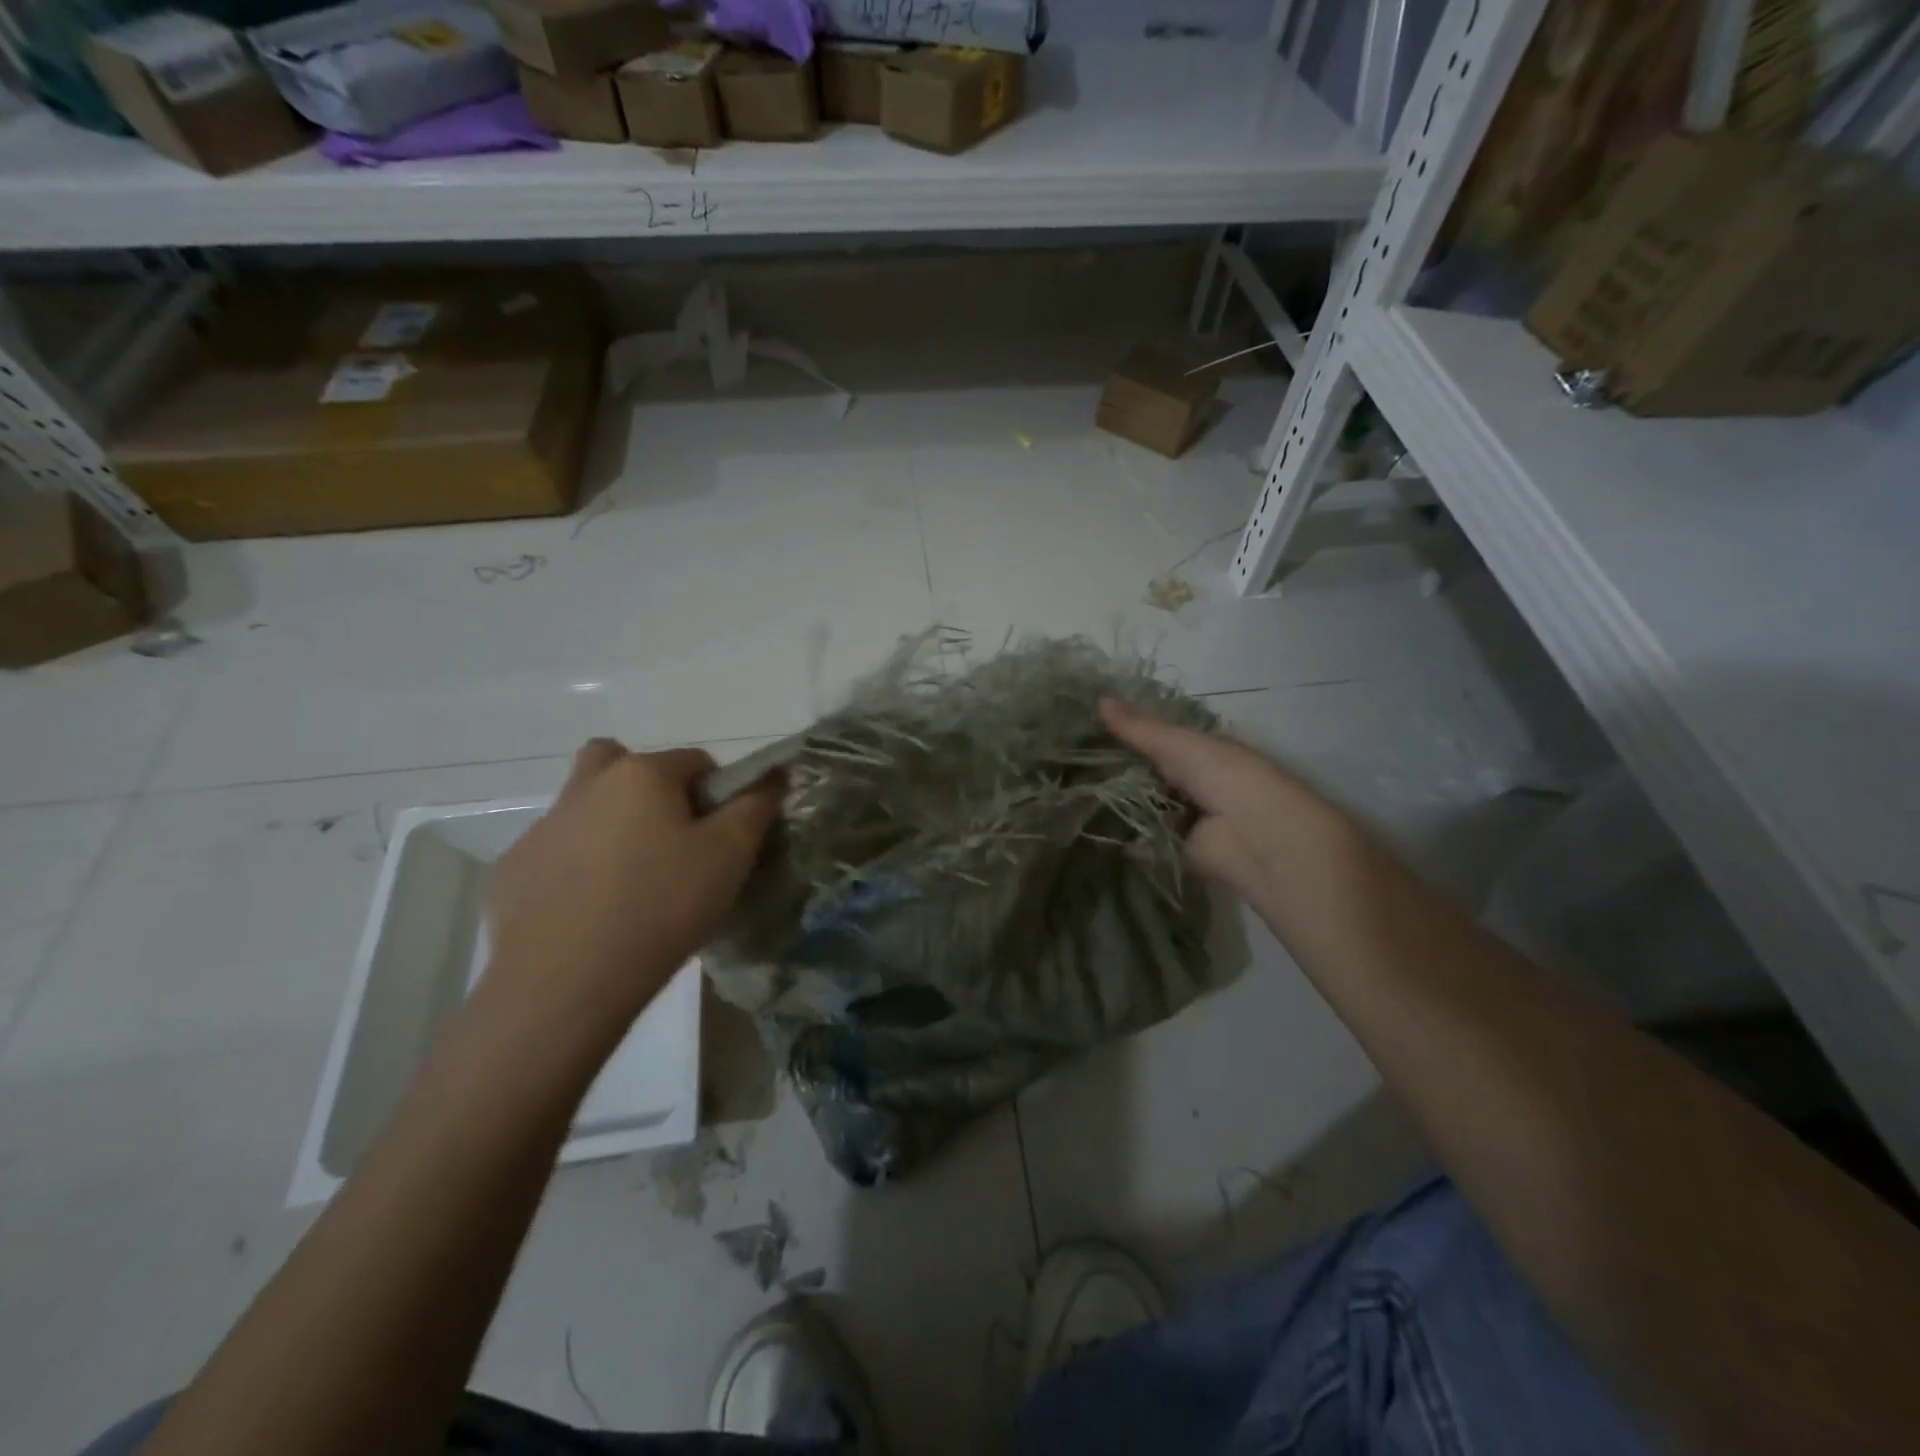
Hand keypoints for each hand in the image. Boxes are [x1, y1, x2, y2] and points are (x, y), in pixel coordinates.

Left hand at [483, 740, 782, 1037]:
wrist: (565, 982)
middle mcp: (587, 787)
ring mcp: (543, 828)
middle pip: (622, 763)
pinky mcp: (513, 870)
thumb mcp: (730, 854)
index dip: (716, 794)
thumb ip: (756, 806)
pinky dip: (577, 867)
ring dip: (611, 826)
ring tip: (632, 884)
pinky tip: (591, 912)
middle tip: (667, 839)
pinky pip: (556, 851)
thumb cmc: (662, 905)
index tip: (720, 838)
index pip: (695, 761)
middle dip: (648, 788)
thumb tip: (775, 774)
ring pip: (587, 807)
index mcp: (641, 774)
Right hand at [1100, 699, 1361, 904]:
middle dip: (1119, 771)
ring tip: (1075, 794)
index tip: (1089, 732)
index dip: (1129, 736)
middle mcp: (1197, 783)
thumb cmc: (1222, 775)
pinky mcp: (1179, 850)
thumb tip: (1099, 699)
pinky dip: (1127, 835)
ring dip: (1120, 804)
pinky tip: (1093, 826)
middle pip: (1151, 774)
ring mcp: (1189, 818)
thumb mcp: (1176, 742)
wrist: (1254, 834)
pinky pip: (1147, 839)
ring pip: (1147, 806)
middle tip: (1075, 764)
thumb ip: (1138, 727)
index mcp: (1203, 752)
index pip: (1160, 740)